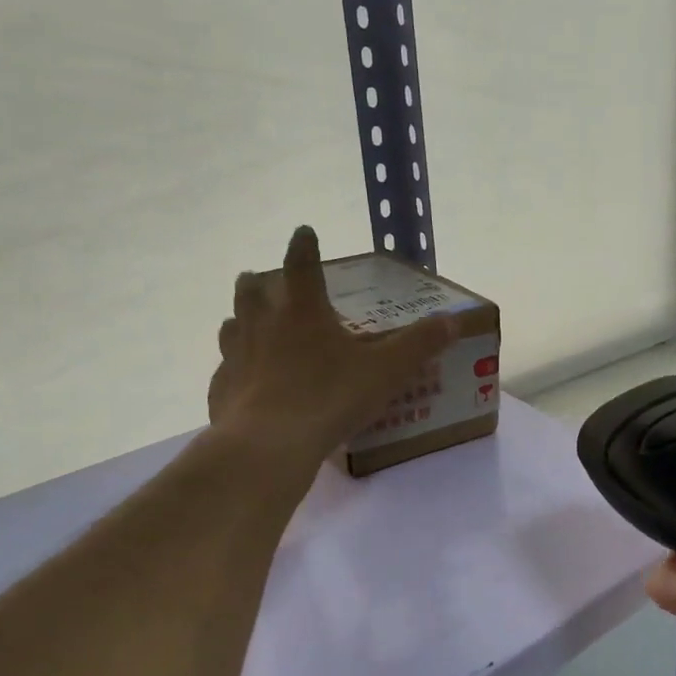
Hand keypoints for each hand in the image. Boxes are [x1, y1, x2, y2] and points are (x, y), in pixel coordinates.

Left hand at [207, 226, 456, 469]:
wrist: (270, 443)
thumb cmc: (331, 397)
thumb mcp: (387, 371)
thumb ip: (419, 344)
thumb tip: (452, 320)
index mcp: (303, 312)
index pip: (302, 265)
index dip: (304, 246)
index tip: (303, 232)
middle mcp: (263, 325)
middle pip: (253, 291)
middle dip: (259, 281)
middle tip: (261, 280)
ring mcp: (237, 356)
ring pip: (231, 326)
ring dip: (240, 320)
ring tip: (246, 324)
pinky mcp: (222, 389)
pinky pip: (225, 372)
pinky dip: (233, 370)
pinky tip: (241, 383)